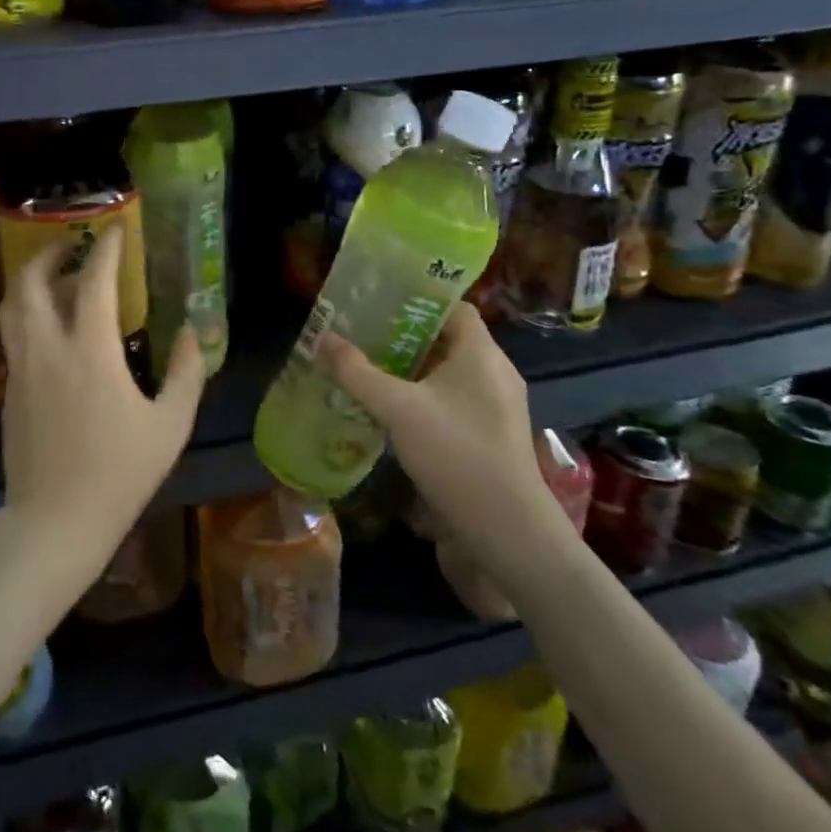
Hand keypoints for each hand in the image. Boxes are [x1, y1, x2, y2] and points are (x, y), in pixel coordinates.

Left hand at [0, 224, 205, 585]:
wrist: (55, 522)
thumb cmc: (119, 474)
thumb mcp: (170, 425)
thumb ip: (186, 372)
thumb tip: (194, 333)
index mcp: (89, 352)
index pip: (93, 281)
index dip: (105, 248)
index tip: (115, 228)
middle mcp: (47, 349)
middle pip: (30, 282)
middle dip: (48, 253)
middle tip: (72, 246)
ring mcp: (21, 370)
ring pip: (13, 307)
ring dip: (31, 281)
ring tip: (57, 279)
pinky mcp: (9, 391)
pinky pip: (14, 335)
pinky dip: (28, 314)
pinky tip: (51, 328)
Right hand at [318, 303, 573, 589]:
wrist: (507, 533)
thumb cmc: (456, 454)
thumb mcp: (397, 409)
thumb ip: (358, 372)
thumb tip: (323, 337)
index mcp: (482, 353)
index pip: (454, 306)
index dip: (418, 299)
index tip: (379, 300)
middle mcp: (494, 373)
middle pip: (447, 339)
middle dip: (404, 334)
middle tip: (361, 332)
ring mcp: (495, 407)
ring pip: (447, 373)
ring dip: (410, 369)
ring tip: (367, 366)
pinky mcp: (488, 436)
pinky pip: (452, 401)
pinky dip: (422, 397)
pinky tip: (390, 410)